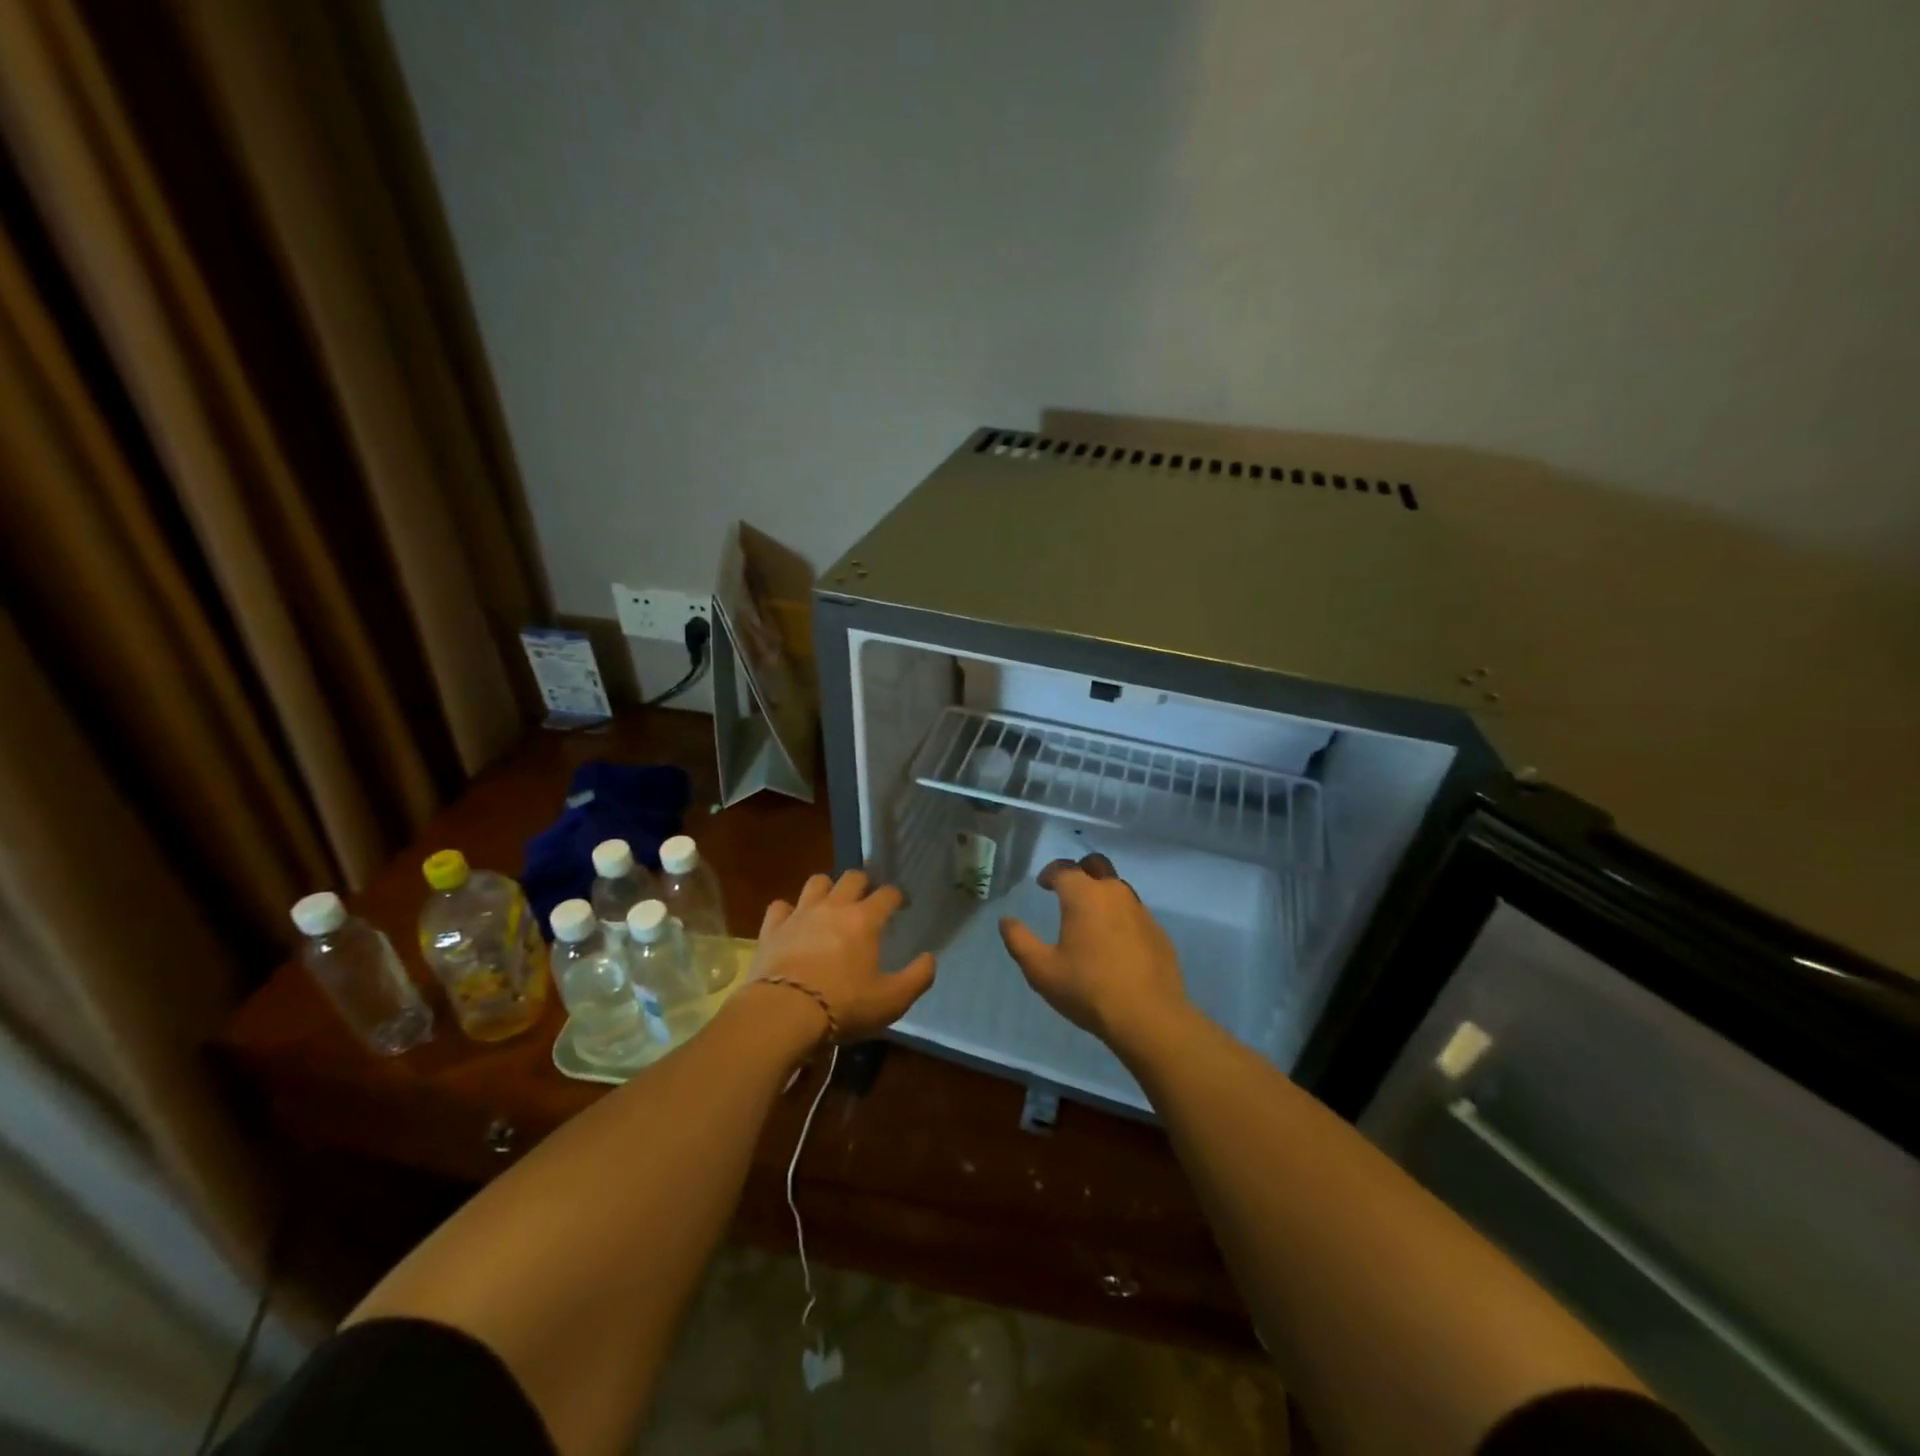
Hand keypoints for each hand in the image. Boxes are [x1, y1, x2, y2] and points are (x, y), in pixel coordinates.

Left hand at [742, 869, 934, 1042]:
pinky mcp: (772, 928)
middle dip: (863, 883)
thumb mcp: (891, 1001)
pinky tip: (792, 922)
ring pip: (816, 882)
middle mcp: (834, 907)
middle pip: (852, 877)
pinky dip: (788, 910)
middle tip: (866, 900)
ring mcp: (800, 914)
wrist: (783, 1014)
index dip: (898, 896)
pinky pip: (780, 906)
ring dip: (826, 888)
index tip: (902, 906)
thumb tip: (930, 958)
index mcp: (865, 919)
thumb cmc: (843, 1006)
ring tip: (830, 903)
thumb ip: (918, 978)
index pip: (887, 894)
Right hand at [998, 853, 1189, 1051]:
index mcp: (1084, 895)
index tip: (1042, 885)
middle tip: (1067, 891)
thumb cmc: (1088, 989)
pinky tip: (1114, 942)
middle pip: (1096, 865)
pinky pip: (1134, 912)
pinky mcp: (1158, 931)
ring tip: (1089, 918)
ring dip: (1101, 892)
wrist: (1149, 1018)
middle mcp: (1114, 893)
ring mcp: (1141, 911)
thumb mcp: (1042, 970)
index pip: (1064, 868)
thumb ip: (1019, 941)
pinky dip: (1120, 916)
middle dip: (1079, 870)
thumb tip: (1006, 921)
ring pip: (1118, 887)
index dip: (1050, 872)